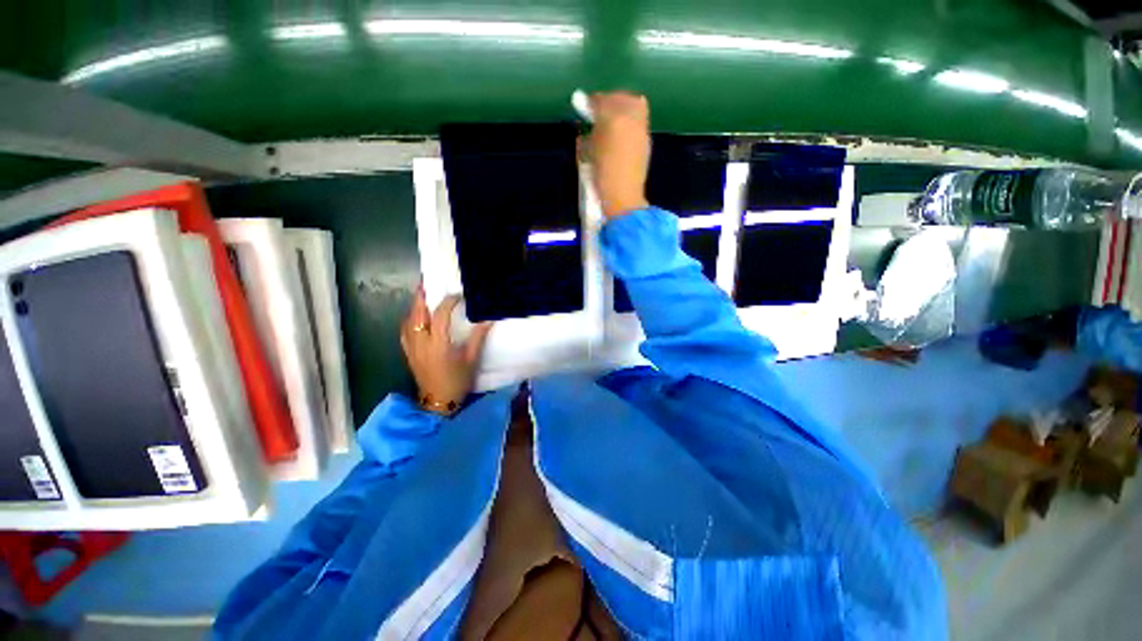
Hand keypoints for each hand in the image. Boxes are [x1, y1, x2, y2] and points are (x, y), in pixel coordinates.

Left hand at [400, 287, 491, 415]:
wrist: (438, 402)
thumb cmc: (458, 380)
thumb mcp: (472, 359)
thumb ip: (478, 337)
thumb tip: (488, 319)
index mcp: (438, 344)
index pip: (440, 315)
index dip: (448, 302)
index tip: (459, 296)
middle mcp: (421, 343)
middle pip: (417, 314)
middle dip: (421, 297)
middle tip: (426, 282)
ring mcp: (412, 348)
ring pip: (408, 321)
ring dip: (414, 307)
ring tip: (422, 296)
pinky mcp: (408, 353)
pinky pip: (404, 332)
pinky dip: (409, 320)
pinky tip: (415, 317)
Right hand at [588, 91, 650, 219]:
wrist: (623, 196)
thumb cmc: (601, 176)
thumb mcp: (588, 154)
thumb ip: (588, 134)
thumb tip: (587, 126)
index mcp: (612, 119)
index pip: (600, 101)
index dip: (591, 102)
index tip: (586, 105)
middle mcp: (630, 118)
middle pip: (620, 98)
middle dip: (609, 100)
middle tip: (599, 109)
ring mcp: (641, 128)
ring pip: (634, 104)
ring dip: (623, 106)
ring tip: (613, 117)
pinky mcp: (647, 139)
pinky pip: (640, 119)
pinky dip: (631, 118)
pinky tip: (622, 130)